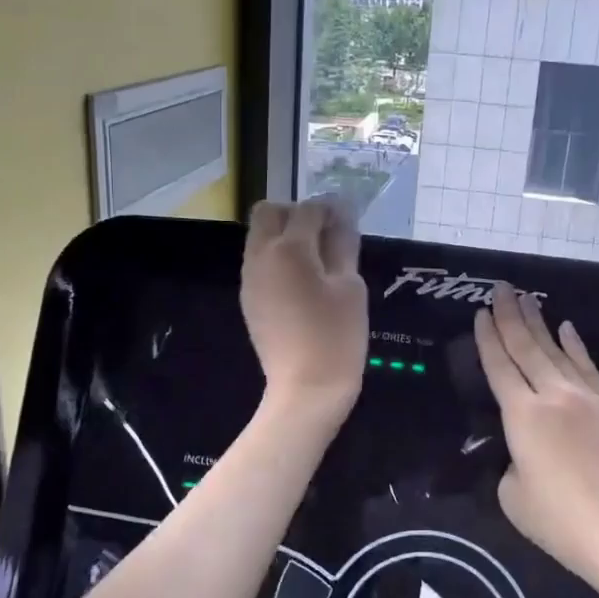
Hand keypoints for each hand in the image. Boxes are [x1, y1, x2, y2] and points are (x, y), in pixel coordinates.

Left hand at [242, 199, 366, 415]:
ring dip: (285, 235)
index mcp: (289, 249)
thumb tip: (343, 216)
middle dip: (296, 213)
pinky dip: (277, 258)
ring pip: (260, 235)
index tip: (348, 220)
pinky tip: (302, 283)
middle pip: (269, 212)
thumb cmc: (337, 336)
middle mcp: (260, 256)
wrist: (306, 389)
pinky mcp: (248, 297)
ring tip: (316, 261)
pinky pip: (259, 260)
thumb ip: (343, 245)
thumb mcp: (350, 287)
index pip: (308, 209)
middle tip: (325, 236)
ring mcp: (249, 278)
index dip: (330, 208)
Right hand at [474, 284, 598, 593]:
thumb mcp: (515, 499)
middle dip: (511, 316)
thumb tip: (526, 453)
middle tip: (502, 288)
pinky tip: (568, 329)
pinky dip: (576, 346)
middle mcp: (554, 396)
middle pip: (527, 347)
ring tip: (527, 300)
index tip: (480, 312)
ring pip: (558, 351)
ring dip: (540, 323)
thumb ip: (512, 465)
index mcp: (522, 416)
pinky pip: (590, 367)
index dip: (487, 338)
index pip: (499, 366)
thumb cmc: (566, 525)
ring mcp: (590, 398)